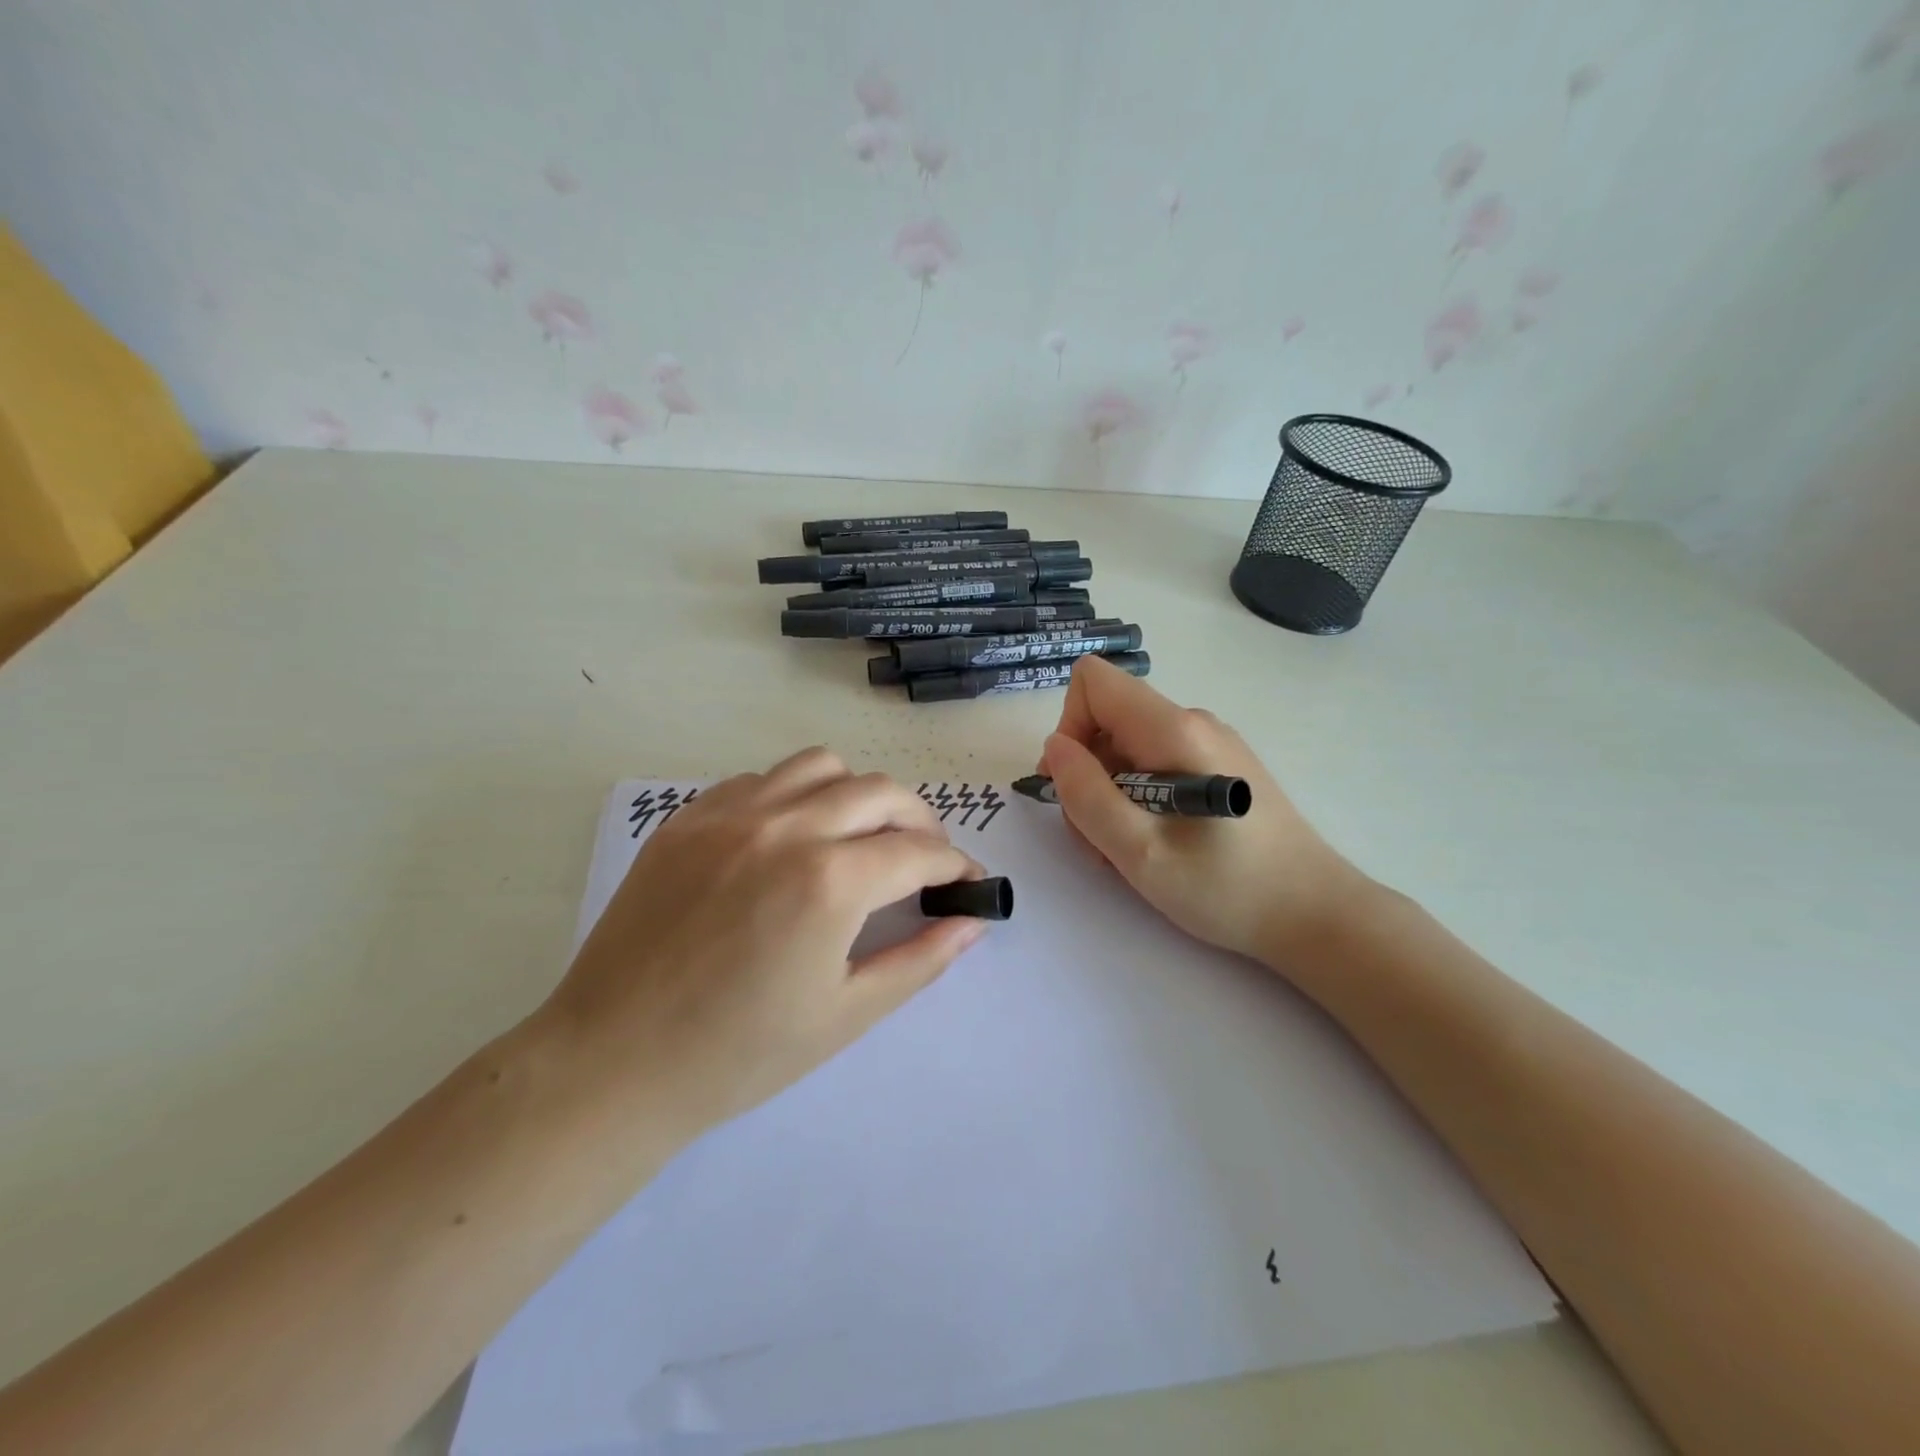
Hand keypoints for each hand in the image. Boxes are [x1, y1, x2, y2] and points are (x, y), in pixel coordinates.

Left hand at [541, 749, 987, 1144]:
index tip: (967, 882)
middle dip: (920, 821)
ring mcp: (730, 814)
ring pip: (822, 766)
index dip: (955, 865)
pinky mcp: (688, 818)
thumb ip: (920, 960)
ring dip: (858, 794)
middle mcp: (786, 827)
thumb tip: (972, 922)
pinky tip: (790, 839)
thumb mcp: (846, 1014)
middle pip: (880, 791)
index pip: (919, 851)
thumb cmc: (738, 1054)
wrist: (612, 1063)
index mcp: (830, 881)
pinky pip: (761, 779)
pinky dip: (795, 795)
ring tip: (859, 836)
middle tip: (924, 859)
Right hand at [1041, 655, 1367, 962]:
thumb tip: (1055, 746)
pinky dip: (1137, 799)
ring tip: (1128, 851)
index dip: (1070, 727)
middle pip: (1107, 720)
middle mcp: (1192, 722)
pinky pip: (1156, 764)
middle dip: (1087, 775)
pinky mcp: (1220, 767)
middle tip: (1099, 840)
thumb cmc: (1227, 888)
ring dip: (1109, 795)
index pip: (1093, 681)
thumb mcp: (1139, 851)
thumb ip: (1086, 794)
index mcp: (1173, 730)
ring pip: (1127, 747)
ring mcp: (1209, 743)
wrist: (1316, 915)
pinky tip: (1155, 844)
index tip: (1074, 785)